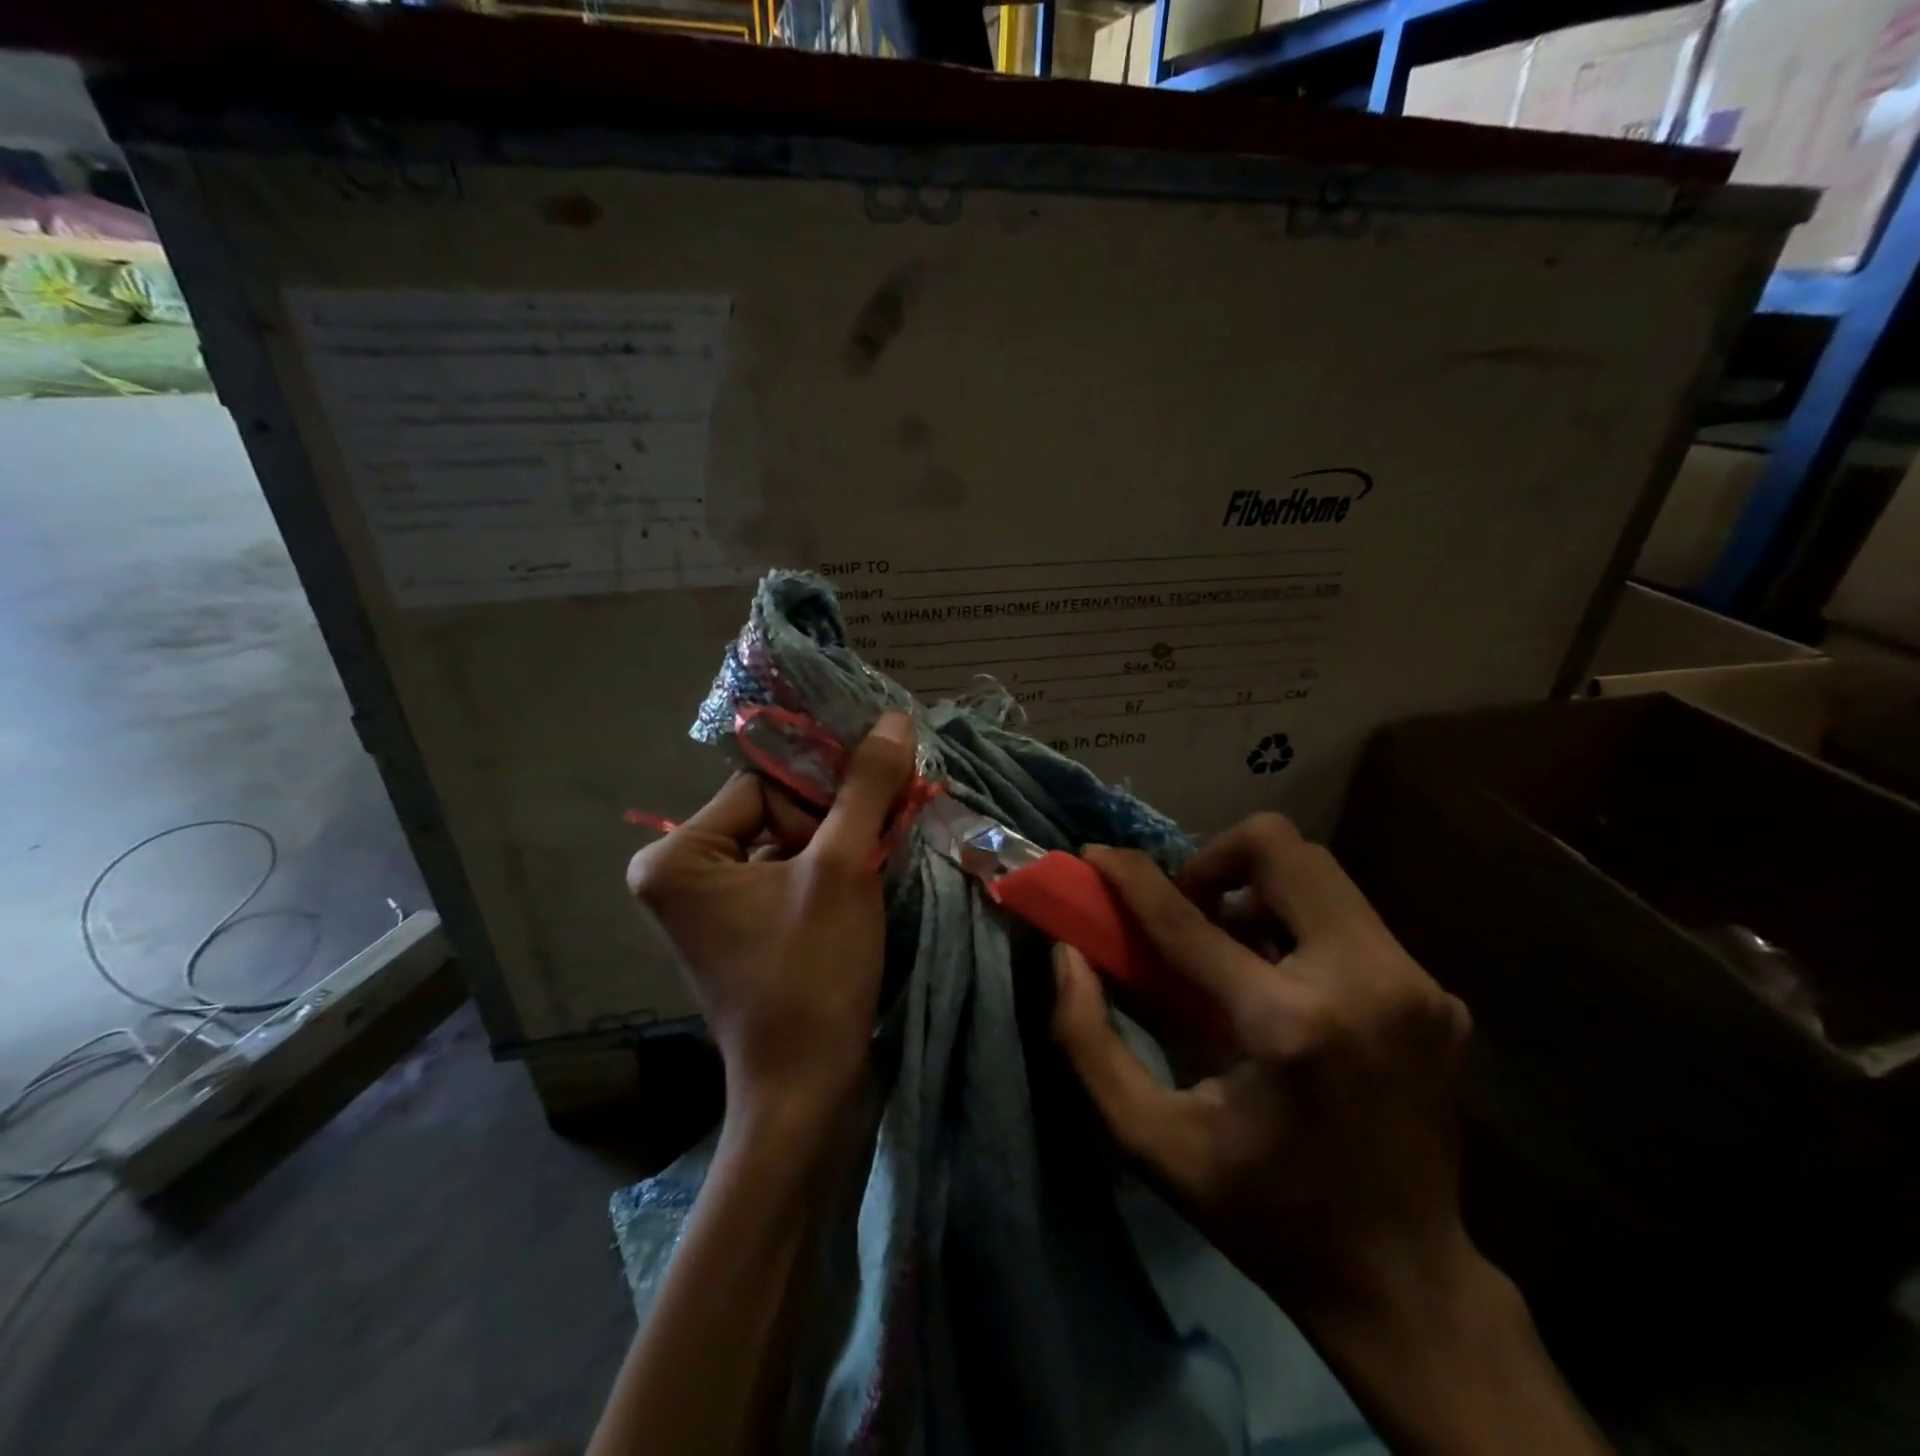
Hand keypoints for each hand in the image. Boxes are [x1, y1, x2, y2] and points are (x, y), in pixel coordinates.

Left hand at [626, 712, 916, 1127]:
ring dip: (837, 845)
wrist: (806, 1088)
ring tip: (875, 865)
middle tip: (876, 845)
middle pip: (775, 810)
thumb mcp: (843, 869)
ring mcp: (709, 903)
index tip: (870, 814)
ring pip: (787, 841)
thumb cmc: (812, 975)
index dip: (822, 794)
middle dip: (832, 822)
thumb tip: (893, 718)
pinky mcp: (740, 925)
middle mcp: (679, 873)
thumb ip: (865, 788)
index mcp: (678, 856)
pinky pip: (786, 873)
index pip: (764, 784)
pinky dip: (827, 872)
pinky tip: (861, 886)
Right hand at [1050, 813, 1473, 1317]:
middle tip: (1185, 909)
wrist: (1406, 1283)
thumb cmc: (1262, 1214)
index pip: (1190, 920)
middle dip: (1214, 860)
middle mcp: (1367, 983)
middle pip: (1282, 848)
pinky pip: (1349, 917)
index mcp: (1290, 1028)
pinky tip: (1282, 983)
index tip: (1096, 854)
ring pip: (1320, 871)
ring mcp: (1417, 985)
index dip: (1132, 878)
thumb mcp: (1149, 1141)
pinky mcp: (1438, 995)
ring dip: (1256, 889)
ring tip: (1230, 947)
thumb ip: (1087, 1041)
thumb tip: (1066, 953)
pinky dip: (1297, 925)